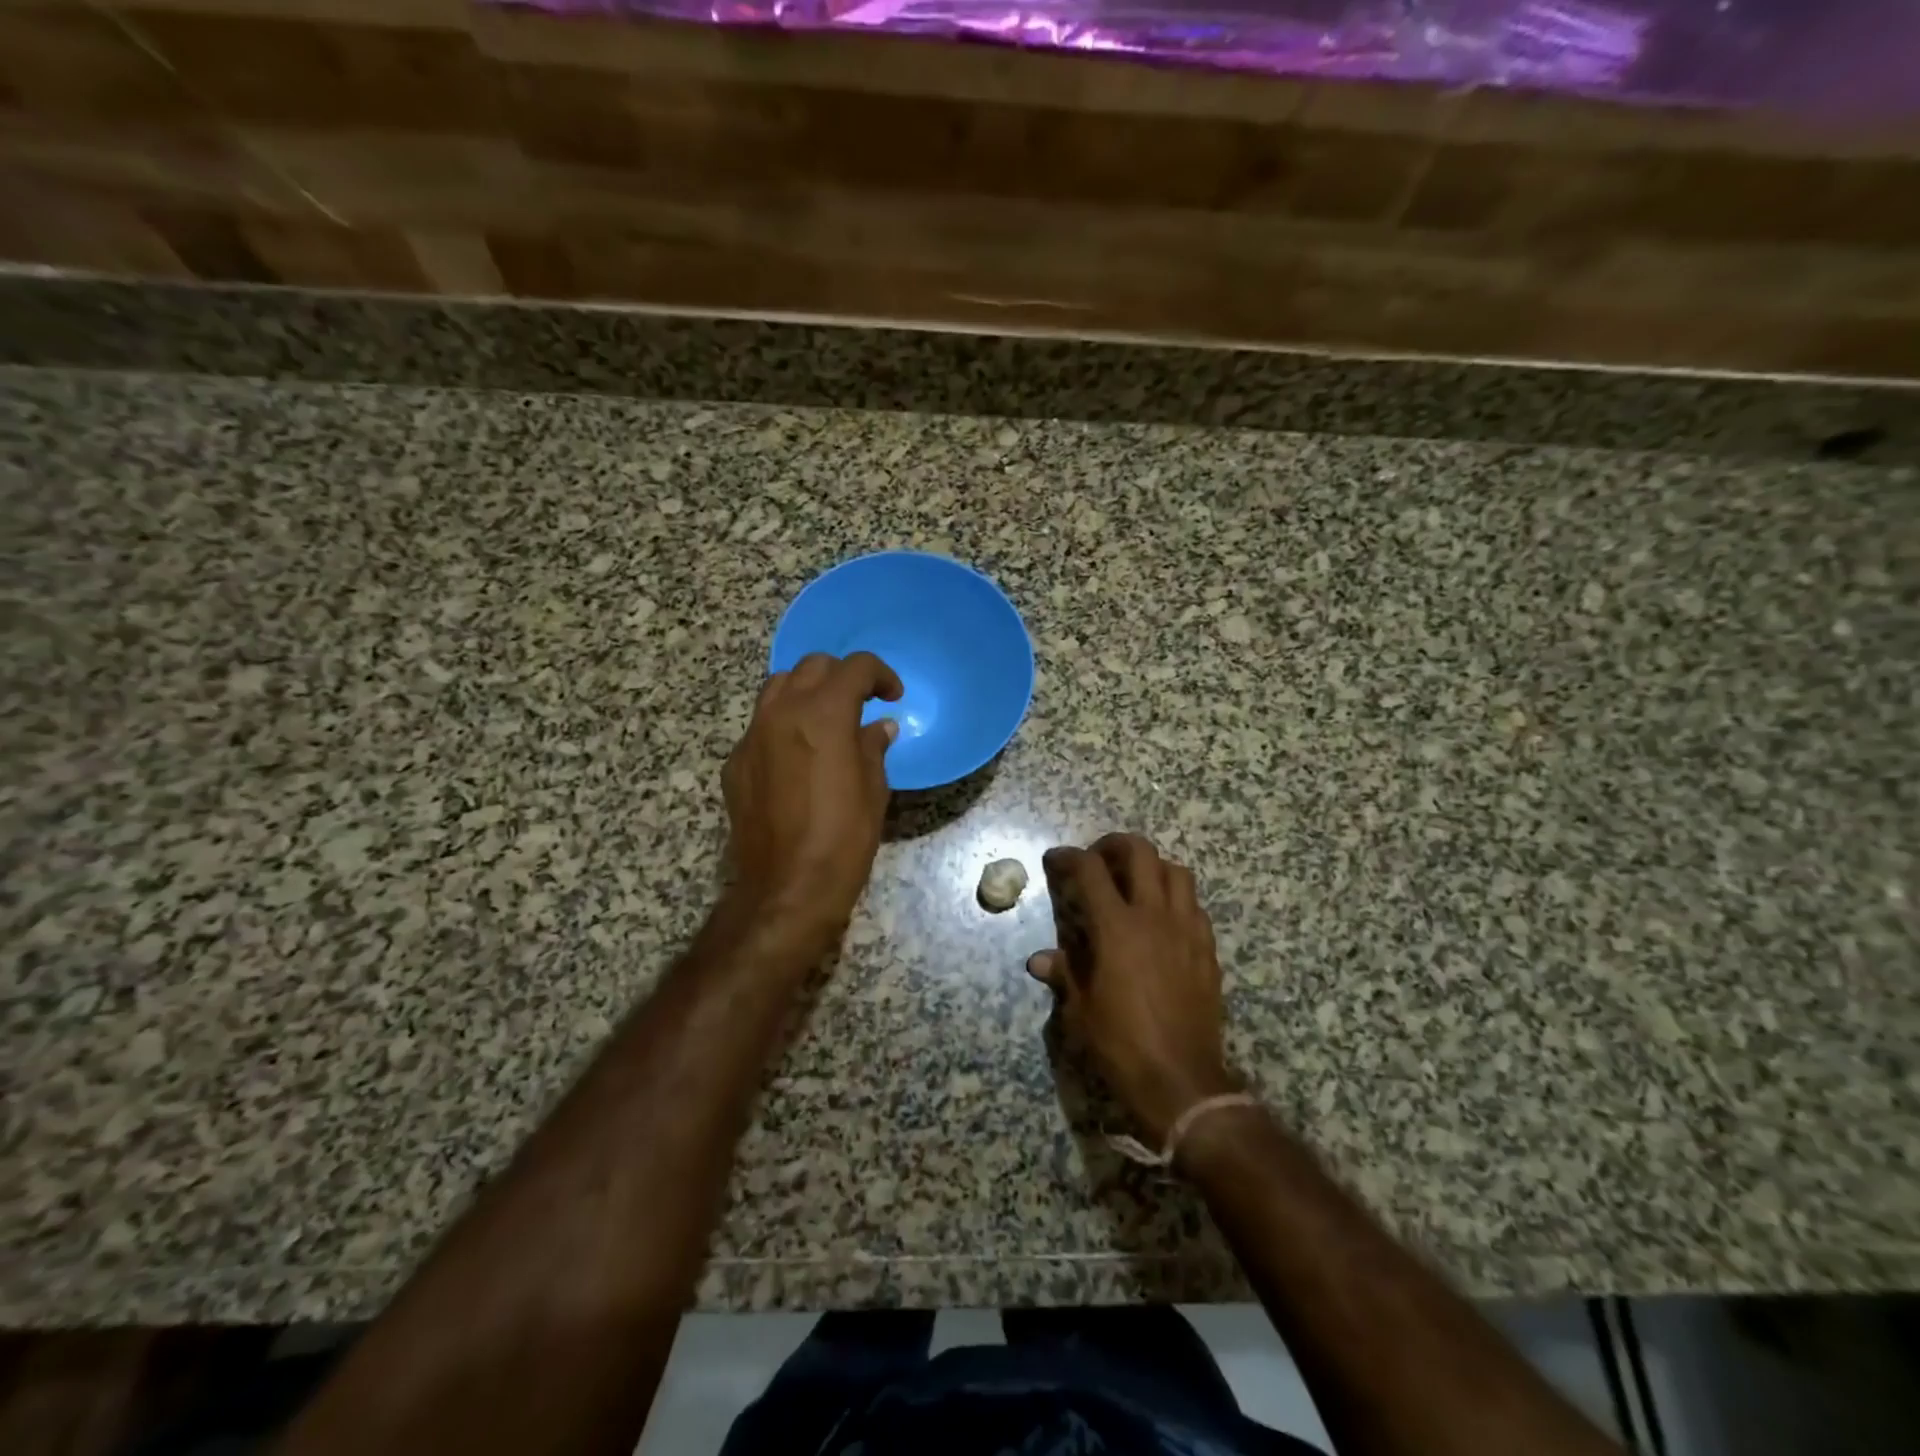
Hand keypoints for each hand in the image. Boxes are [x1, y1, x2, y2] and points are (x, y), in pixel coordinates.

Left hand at [723, 651, 902, 947]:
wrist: (788, 885)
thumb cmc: (844, 837)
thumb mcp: (874, 790)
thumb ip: (873, 747)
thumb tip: (878, 728)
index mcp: (824, 714)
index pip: (855, 667)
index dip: (880, 675)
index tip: (892, 695)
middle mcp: (783, 712)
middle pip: (812, 667)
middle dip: (842, 676)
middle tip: (861, 702)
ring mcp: (753, 736)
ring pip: (778, 687)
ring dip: (807, 691)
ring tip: (825, 718)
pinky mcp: (736, 762)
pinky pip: (761, 724)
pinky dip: (783, 724)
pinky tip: (798, 755)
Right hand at [1029, 834, 1238, 1145]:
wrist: (1182, 1081)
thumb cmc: (1122, 1045)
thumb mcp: (1081, 1010)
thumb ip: (1064, 973)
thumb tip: (1039, 960)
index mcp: (1117, 927)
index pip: (1090, 870)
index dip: (1069, 857)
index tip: (1056, 860)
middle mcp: (1154, 916)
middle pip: (1140, 852)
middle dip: (1114, 845)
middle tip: (1098, 860)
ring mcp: (1187, 930)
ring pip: (1175, 871)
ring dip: (1151, 866)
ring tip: (1133, 882)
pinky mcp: (1207, 949)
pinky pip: (1194, 905)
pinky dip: (1175, 898)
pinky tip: (1162, 919)